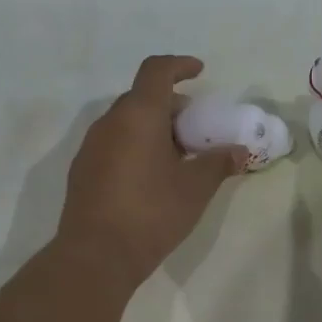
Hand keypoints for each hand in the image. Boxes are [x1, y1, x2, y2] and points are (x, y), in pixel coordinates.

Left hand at [58, 55, 248, 287]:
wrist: (96, 256)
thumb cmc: (151, 213)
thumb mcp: (195, 189)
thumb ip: (218, 163)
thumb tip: (238, 151)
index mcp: (138, 115)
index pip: (156, 71)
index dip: (179, 66)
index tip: (199, 72)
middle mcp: (109, 123)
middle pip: (141, 97)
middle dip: (170, 105)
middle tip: (195, 126)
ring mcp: (91, 147)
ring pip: (126, 123)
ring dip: (152, 128)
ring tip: (177, 155)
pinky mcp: (82, 172)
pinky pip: (113, 144)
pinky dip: (135, 146)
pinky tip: (151, 177)